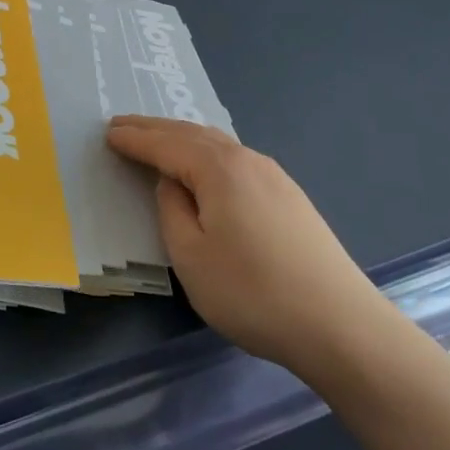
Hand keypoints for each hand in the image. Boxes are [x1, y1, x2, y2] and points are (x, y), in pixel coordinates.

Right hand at [106, 116, 386, 374]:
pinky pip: (235, 159)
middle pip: (192, 134)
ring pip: (217, 144)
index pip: (165, 145)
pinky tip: (206, 166)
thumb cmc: (254, 293)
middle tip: (124, 124)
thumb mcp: (192, 257)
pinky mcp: (290, 197)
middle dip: (155, 128)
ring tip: (159, 139)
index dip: (135, 139)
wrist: (341, 325)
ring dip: (183, 138)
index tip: (108, 132)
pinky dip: (207, 153)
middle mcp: (247, 159)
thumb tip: (172, 185)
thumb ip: (172, 211)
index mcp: (218, 169)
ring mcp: (274, 176)